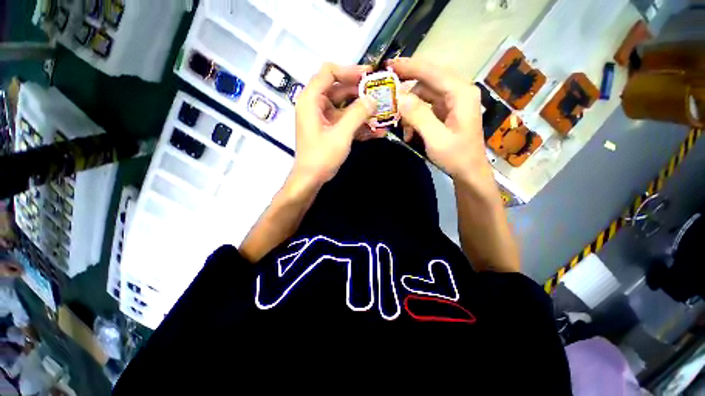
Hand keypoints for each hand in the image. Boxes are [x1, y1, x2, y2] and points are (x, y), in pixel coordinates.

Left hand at [292, 63, 380, 186]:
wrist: (311, 179)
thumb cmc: (321, 157)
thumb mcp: (341, 135)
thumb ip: (357, 114)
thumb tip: (373, 99)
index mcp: (311, 100)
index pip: (328, 72)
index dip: (349, 70)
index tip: (369, 75)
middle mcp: (316, 105)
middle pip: (340, 89)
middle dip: (361, 93)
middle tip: (381, 94)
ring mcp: (324, 118)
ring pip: (346, 107)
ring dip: (363, 111)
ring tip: (383, 113)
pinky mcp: (330, 129)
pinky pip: (346, 121)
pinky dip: (359, 125)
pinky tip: (377, 132)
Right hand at [388, 58, 490, 182]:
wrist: (469, 171)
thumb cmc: (456, 156)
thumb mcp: (435, 139)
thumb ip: (418, 116)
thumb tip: (399, 97)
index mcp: (460, 93)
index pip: (432, 72)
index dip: (409, 66)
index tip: (389, 65)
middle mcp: (459, 91)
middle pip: (429, 78)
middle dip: (407, 82)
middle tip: (387, 87)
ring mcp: (453, 101)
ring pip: (425, 92)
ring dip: (410, 105)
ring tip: (400, 123)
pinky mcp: (447, 110)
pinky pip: (427, 104)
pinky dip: (415, 114)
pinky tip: (408, 129)